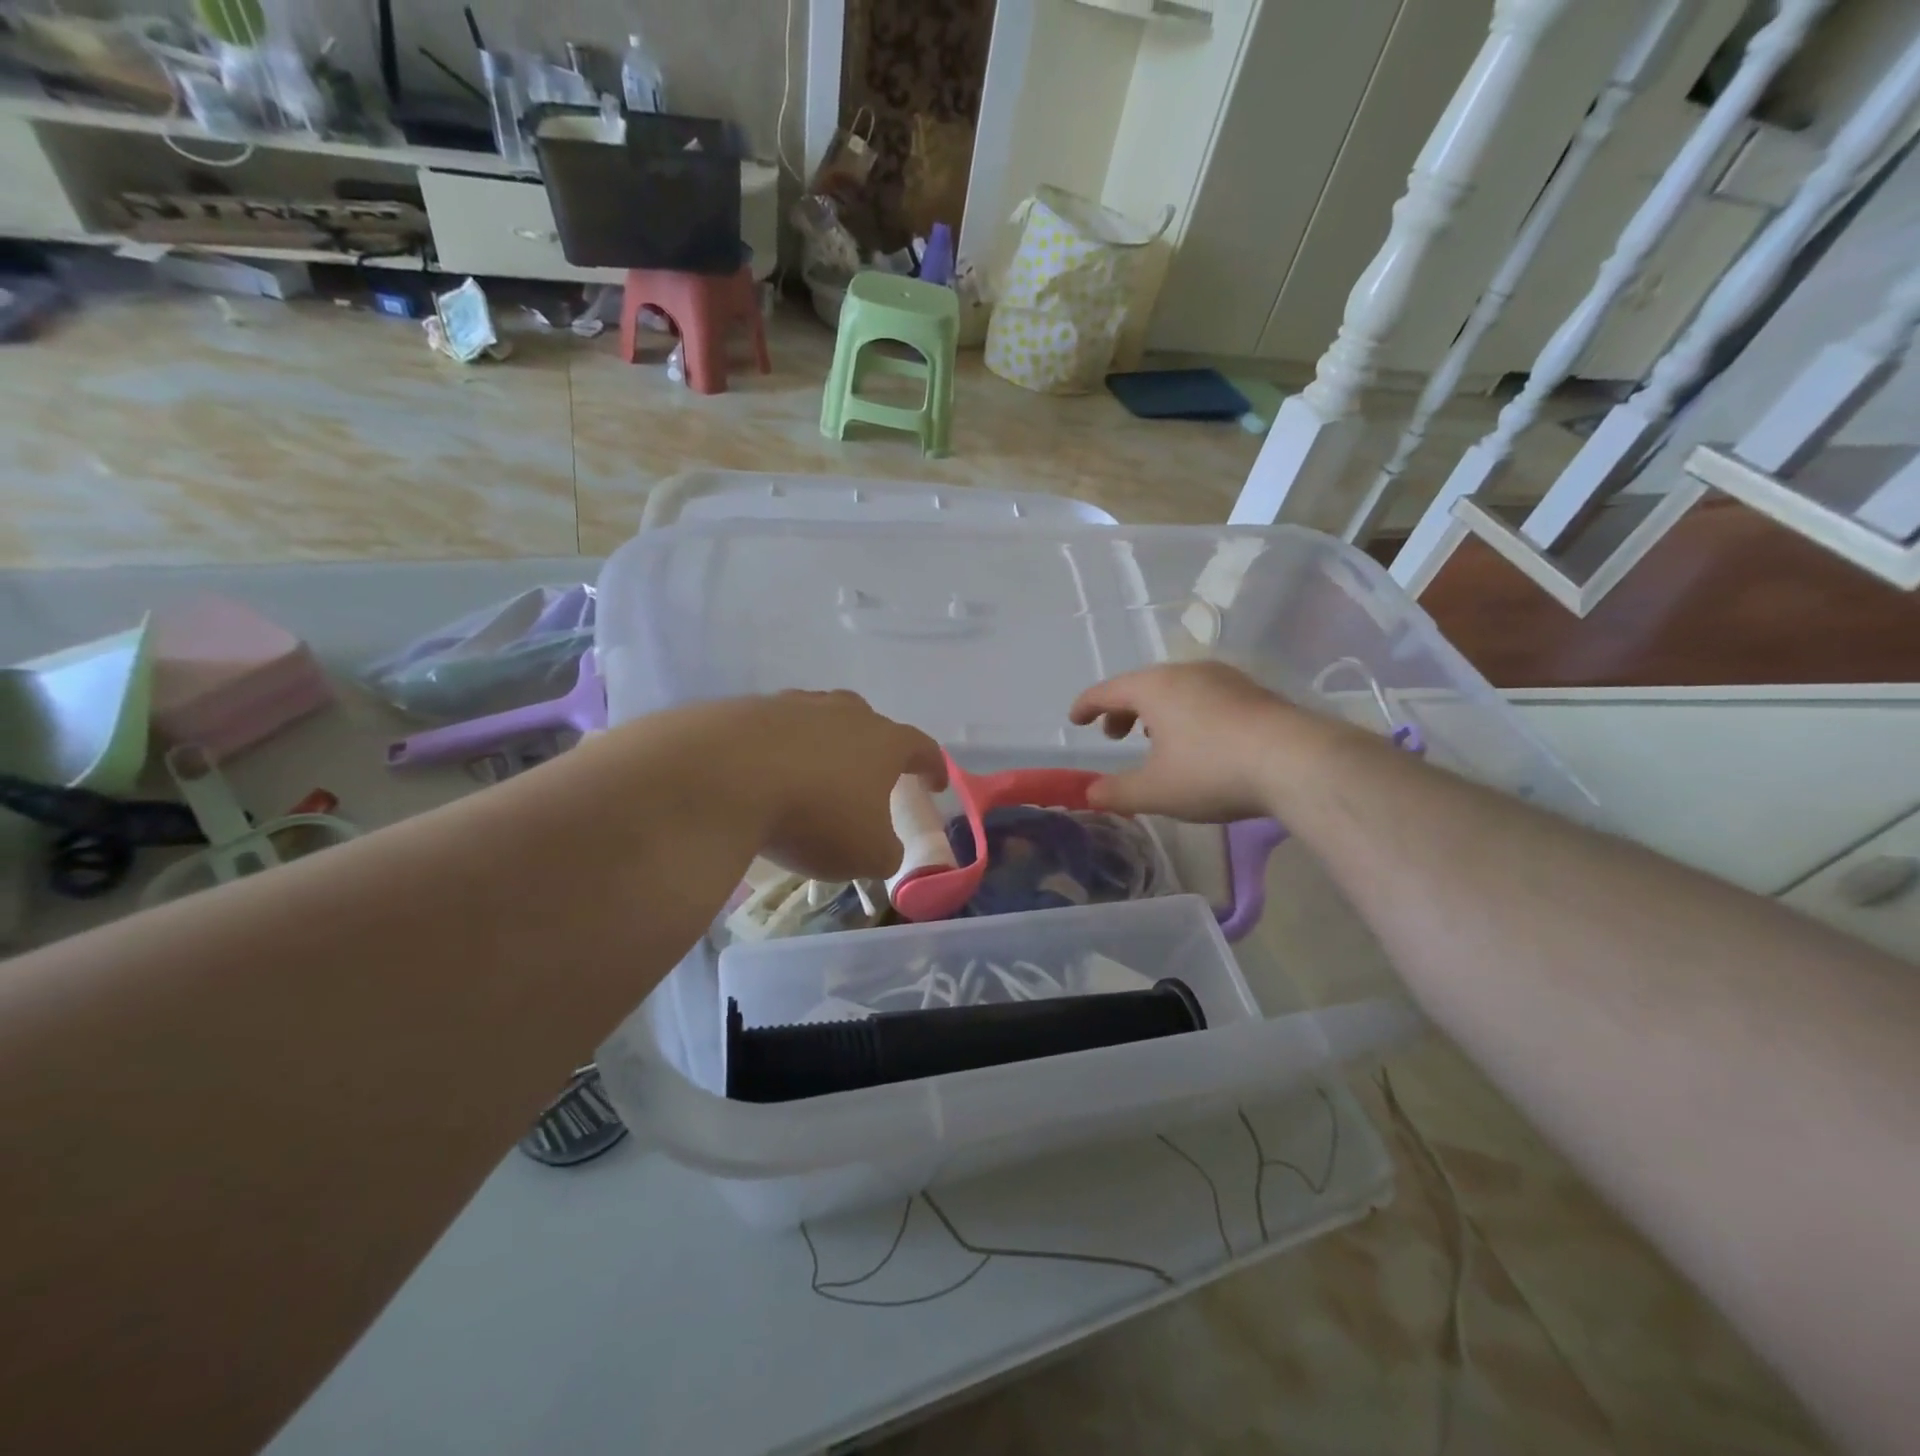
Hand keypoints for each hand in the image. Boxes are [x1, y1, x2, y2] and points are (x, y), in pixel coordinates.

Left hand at [730, 690, 945, 881]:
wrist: (723, 778)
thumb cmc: (815, 816)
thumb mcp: (866, 854)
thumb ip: (886, 853)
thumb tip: (883, 850)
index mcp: (883, 741)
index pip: (921, 748)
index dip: (932, 767)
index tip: (935, 784)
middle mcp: (843, 713)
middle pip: (869, 722)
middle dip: (874, 747)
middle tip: (869, 775)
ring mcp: (793, 706)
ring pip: (819, 719)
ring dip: (823, 744)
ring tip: (814, 774)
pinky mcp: (747, 711)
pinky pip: (772, 730)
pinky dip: (776, 750)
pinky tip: (763, 774)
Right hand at [1069, 663, 1312, 821]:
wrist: (1297, 761)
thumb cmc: (1212, 771)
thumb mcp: (1155, 791)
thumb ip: (1116, 792)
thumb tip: (1089, 793)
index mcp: (1154, 687)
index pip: (1107, 690)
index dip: (1086, 705)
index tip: (1074, 720)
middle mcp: (1186, 672)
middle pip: (1142, 685)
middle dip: (1122, 710)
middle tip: (1115, 736)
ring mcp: (1224, 678)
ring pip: (1176, 688)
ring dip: (1156, 710)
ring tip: (1155, 737)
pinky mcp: (1253, 692)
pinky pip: (1205, 695)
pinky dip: (1187, 712)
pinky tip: (1199, 740)